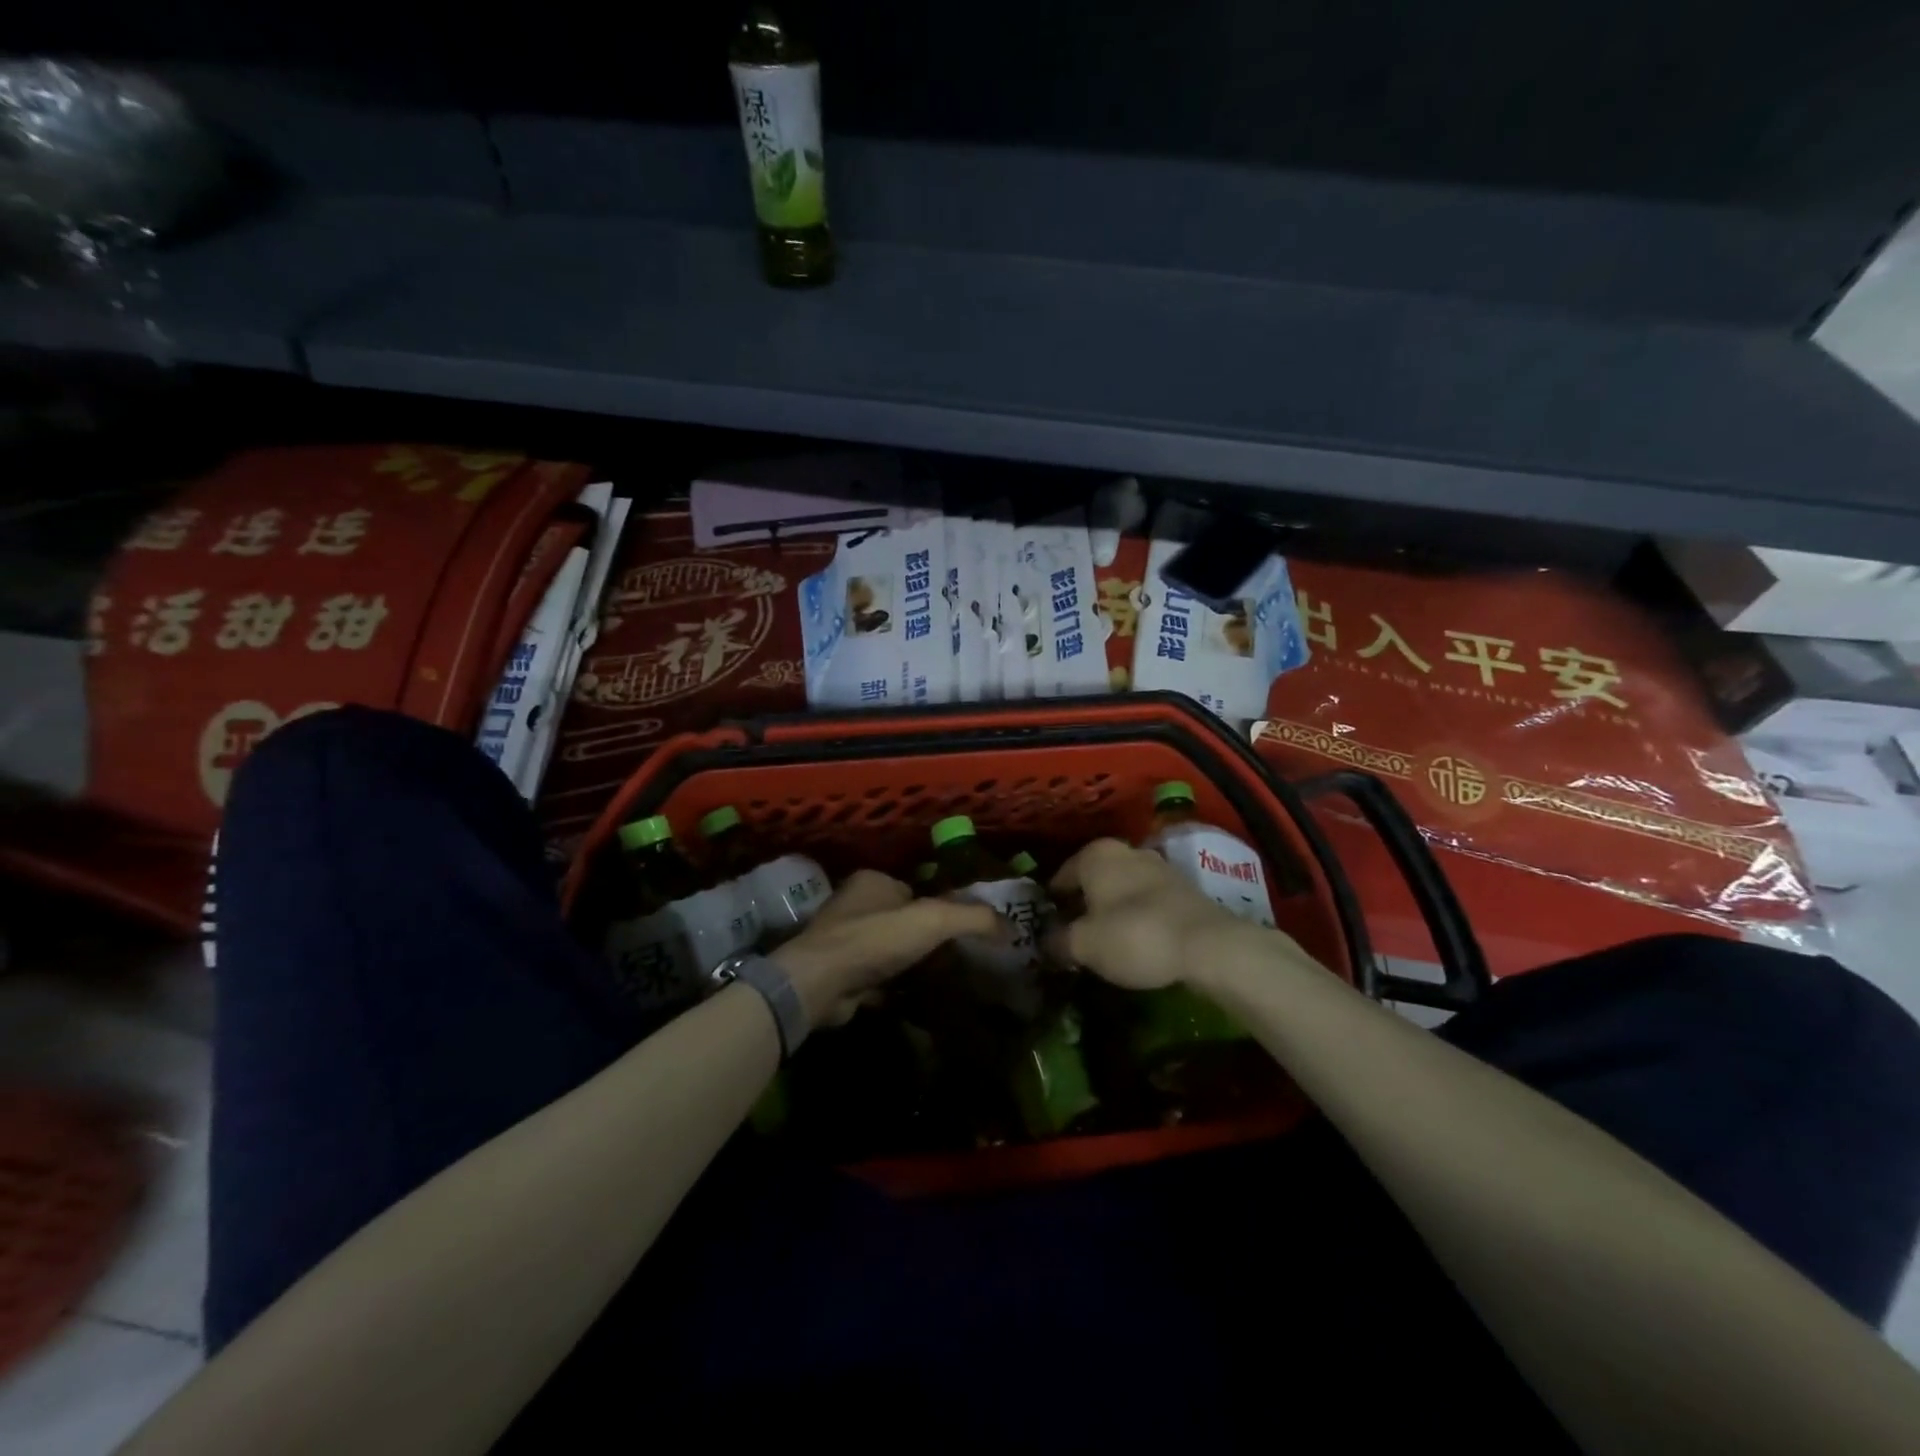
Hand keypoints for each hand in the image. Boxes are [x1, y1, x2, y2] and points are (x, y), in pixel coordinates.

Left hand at [772, 869, 1002, 1029]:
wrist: (820, 983)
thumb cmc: (875, 939)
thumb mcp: (933, 919)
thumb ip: (973, 918)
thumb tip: (1012, 928)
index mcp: (873, 881)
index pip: (916, 890)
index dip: (940, 908)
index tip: (965, 931)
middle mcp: (855, 906)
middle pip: (903, 921)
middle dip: (927, 939)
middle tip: (960, 959)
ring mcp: (844, 941)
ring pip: (890, 951)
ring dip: (911, 965)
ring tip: (945, 981)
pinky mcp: (840, 974)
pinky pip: (877, 978)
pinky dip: (895, 987)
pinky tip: (917, 999)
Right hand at [1046, 837, 1274, 989]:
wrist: (1208, 945)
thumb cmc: (1134, 935)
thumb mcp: (1084, 945)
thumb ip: (1058, 942)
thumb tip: (1046, 943)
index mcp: (1095, 854)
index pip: (1060, 876)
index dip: (1051, 904)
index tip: (1047, 929)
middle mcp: (1126, 851)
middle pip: (1093, 880)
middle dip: (1082, 905)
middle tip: (1073, 937)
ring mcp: (1158, 867)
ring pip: (1121, 889)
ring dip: (1111, 911)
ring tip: (1105, 943)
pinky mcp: (1184, 888)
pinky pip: (1147, 901)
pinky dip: (1138, 918)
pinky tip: (1137, 942)